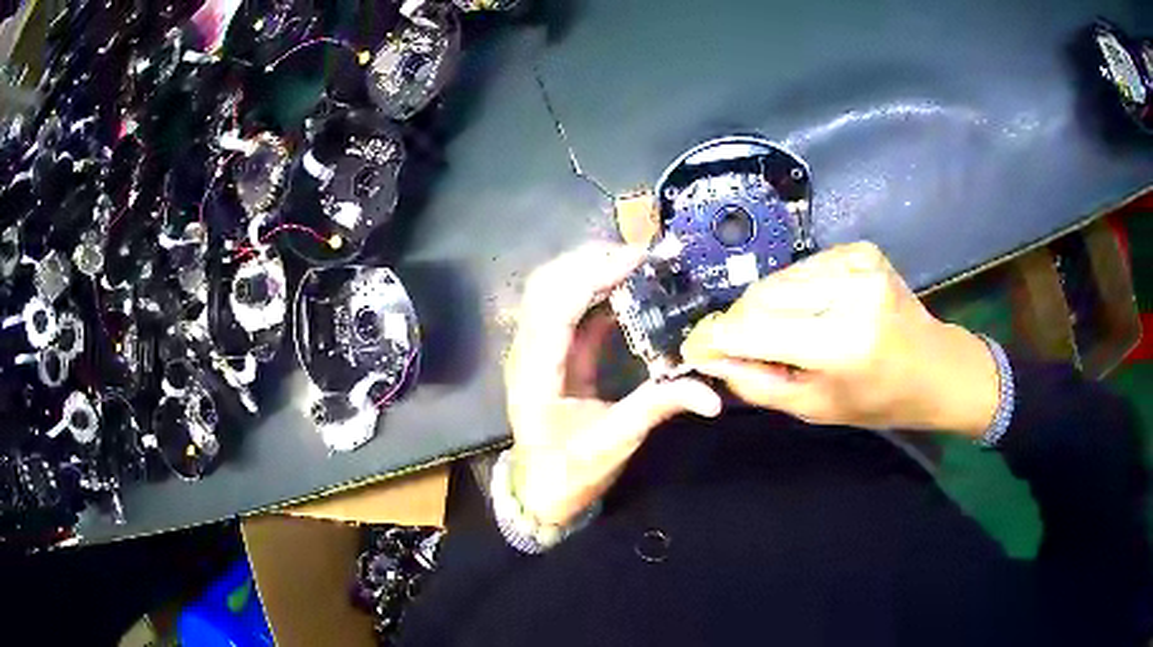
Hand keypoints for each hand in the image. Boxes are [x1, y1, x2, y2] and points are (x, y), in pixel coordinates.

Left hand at [505, 244, 722, 526]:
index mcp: (537, 373)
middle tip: (643, 256)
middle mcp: (526, 350)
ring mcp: (533, 347)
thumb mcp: (615, 443)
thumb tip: (711, 396)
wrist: (541, 489)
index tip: (638, 259)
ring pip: (551, 287)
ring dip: (590, 267)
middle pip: (546, 284)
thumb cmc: (571, 471)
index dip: (592, 274)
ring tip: (637, 263)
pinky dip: (593, 288)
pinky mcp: (548, 349)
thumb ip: (659, 408)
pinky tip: (625, 286)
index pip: (555, 306)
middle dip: (591, 259)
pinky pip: (565, 305)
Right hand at [681, 242, 997, 435]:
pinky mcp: (860, 249)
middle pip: (761, 297)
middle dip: (738, 323)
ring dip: (764, 306)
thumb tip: (710, 358)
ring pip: (778, 279)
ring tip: (780, 332)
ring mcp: (858, 262)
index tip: (692, 349)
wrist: (934, 366)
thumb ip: (757, 383)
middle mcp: (850, 292)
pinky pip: (802, 268)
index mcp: (842, 343)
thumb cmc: (878, 400)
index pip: (754, 331)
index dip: (715, 338)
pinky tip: (808, 310)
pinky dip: (792, 290)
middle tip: (736, 346)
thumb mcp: (815, 407)